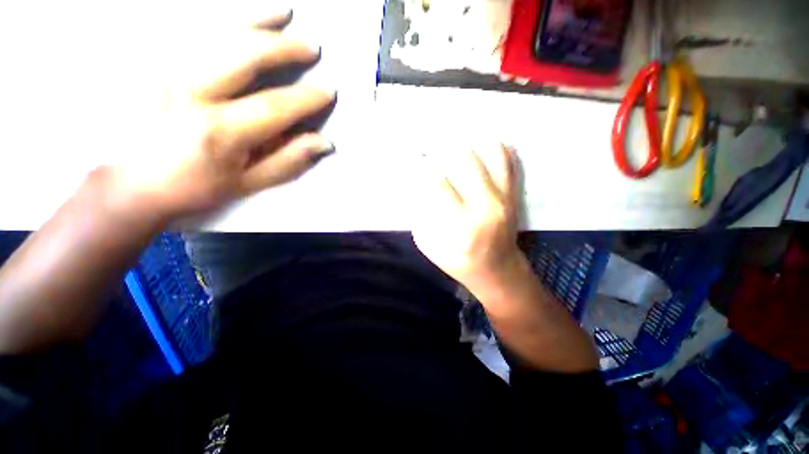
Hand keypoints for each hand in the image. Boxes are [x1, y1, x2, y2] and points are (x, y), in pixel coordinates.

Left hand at [109, 9, 335, 219]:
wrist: (126, 180)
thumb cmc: (192, 186)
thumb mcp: (246, 183)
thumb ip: (286, 161)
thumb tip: (323, 143)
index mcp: (218, 131)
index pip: (275, 106)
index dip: (306, 98)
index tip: (327, 91)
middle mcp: (189, 92)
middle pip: (244, 55)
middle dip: (283, 47)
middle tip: (311, 46)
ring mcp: (164, 68)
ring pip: (217, 32)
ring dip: (256, 19)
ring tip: (284, 13)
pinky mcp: (150, 59)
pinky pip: (190, 27)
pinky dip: (220, 17)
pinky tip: (241, 15)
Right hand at [412, 145, 525, 292]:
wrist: (498, 270)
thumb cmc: (459, 261)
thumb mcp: (431, 246)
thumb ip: (422, 216)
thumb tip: (417, 186)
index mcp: (461, 225)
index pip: (438, 185)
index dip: (423, 167)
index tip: (414, 157)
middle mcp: (486, 207)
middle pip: (467, 161)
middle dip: (446, 145)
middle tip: (434, 137)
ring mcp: (504, 198)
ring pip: (492, 154)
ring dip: (473, 137)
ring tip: (458, 128)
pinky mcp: (514, 195)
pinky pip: (509, 161)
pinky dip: (496, 145)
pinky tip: (483, 135)